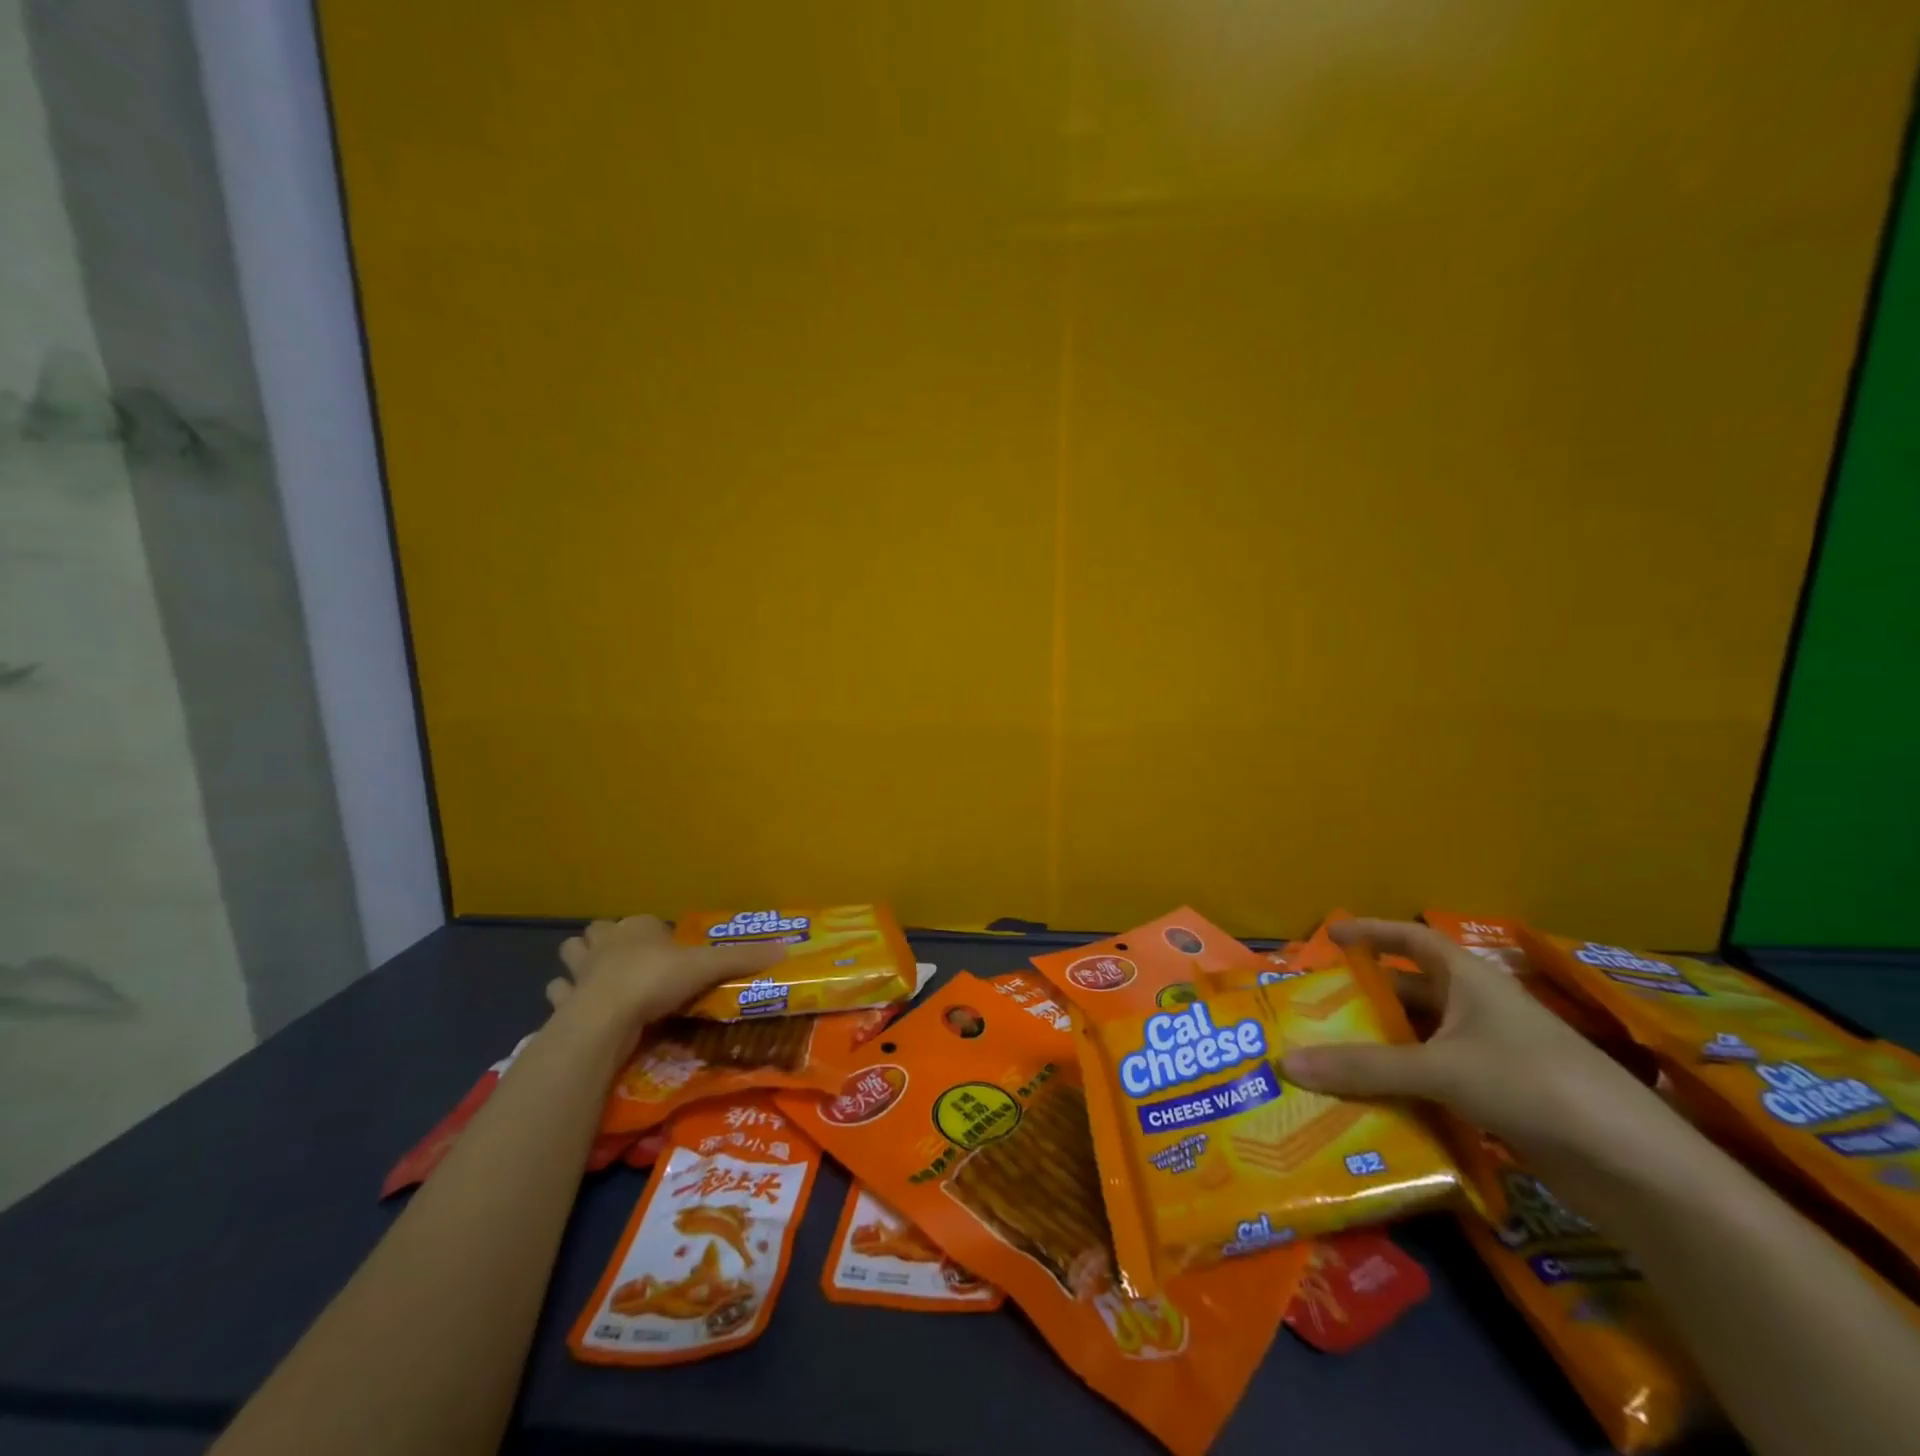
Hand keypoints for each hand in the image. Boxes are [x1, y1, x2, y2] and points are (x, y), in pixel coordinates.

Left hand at [547, 916, 785, 1034]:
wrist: (604, 1018)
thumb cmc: (655, 981)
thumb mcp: (706, 967)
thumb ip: (742, 959)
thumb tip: (786, 948)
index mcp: (638, 927)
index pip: (646, 922)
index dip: (656, 934)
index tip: (670, 953)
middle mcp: (606, 941)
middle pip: (601, 931)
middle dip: (608, 940)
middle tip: (626, 959)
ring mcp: (580, 970)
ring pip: (572, 953)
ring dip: (580, 962)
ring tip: (597, 977)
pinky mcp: (563, 1001)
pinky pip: (558, 992)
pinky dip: (564, 996)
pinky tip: (575, 1006)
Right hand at [1279, 918, 1666, 1164]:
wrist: (1636, 1168)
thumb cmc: (1534, 1084)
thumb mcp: (1442, 1069)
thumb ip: (1364, 1067)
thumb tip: (1286, 1063)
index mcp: (1470, 980)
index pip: (1412, 938)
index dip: (1372, 932)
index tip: (1330, 935)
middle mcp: (1478, 1010)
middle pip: (1410, 993)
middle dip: (1365, 999)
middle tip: (1313, 1008)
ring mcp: (1492, 1057)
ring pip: (1421, 1042)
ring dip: (1381, 1050)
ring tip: (1327, 1057)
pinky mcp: (1501, 1102)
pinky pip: (1436, 1083)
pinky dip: (1404, 1088)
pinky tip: (1370, 1104)